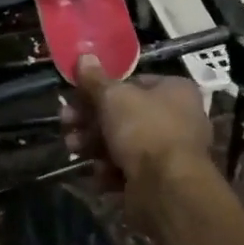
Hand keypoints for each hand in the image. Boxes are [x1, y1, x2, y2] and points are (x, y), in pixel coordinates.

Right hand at [60, 54, 213, 189]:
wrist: (167, 189)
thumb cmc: (144, 130)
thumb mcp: (113, 97)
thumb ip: (95, 79)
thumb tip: (84, 55)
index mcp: (174, 91)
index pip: (133, 82)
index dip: (101, 89)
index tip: (75, 96)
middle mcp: (177, 118)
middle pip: (124, 115)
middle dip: (90, 120)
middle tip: (66, 123)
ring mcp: (169, 152)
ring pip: (123, 144)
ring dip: (94, 145)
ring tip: (73, 149)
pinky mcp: (159, 181)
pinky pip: (129, 170)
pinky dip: (110, 171)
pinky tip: (98, 174)